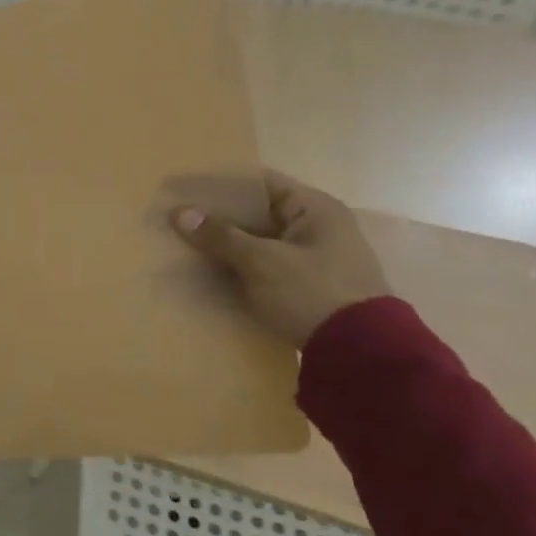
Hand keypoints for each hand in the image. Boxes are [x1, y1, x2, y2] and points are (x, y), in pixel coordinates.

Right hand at [170, 172, 390, 347]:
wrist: (360, 353)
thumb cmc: (312, 292)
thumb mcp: (261, 261)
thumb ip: (220, 235)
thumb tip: (179, 212)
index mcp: (314, 208)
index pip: (260, 183)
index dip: (221, 184)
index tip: (184, 189)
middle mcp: (316, 227)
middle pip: (256, 213)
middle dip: (217, 218)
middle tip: (176, 219)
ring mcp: (313, 258)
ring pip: (256, 242)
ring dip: (225, 246)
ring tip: (183, 245)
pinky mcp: (306, 286)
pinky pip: (262, 267)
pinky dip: (238, 267)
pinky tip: (206, 273)